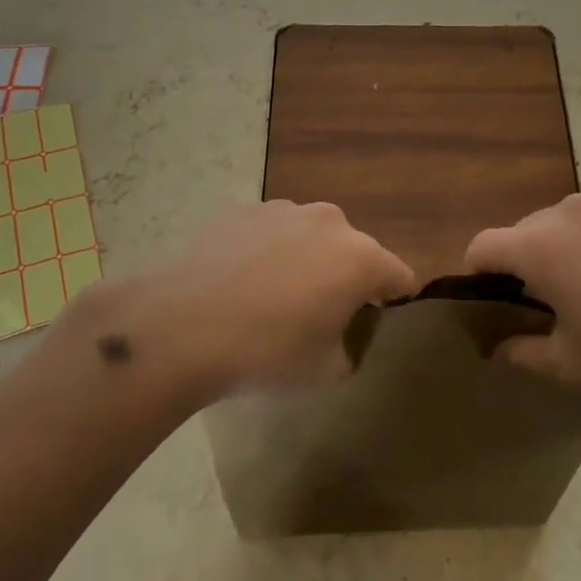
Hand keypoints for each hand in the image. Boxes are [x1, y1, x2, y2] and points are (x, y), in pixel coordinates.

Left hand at [67, 201, 414, 402]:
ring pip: (311, 237)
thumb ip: (351, 348)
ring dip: (306, 260)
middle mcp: (330, 221)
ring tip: (271, 297)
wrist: (180, 326)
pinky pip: (271, 232)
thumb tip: (343, 334)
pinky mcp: (242, 209)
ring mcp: (283, 209)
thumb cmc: (266, 352)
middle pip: (355, 251)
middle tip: (317, 315)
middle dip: (346, 278)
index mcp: (361, 258)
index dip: (393, 302)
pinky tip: (238, 283)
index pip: (400, 277)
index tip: (373, 324)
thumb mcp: (326, 371)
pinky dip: (267, 252)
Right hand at [464, 194, 580, 413]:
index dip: (476, 276)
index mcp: (541, 245)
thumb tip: (500, 345)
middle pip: (526, 231)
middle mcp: (571, 211)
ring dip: (567, 251)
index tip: (492, 305)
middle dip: (525, 266)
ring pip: (569, 223)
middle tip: (552, 309)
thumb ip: (523, 353)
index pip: (483, 247)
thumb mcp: (573, 367)